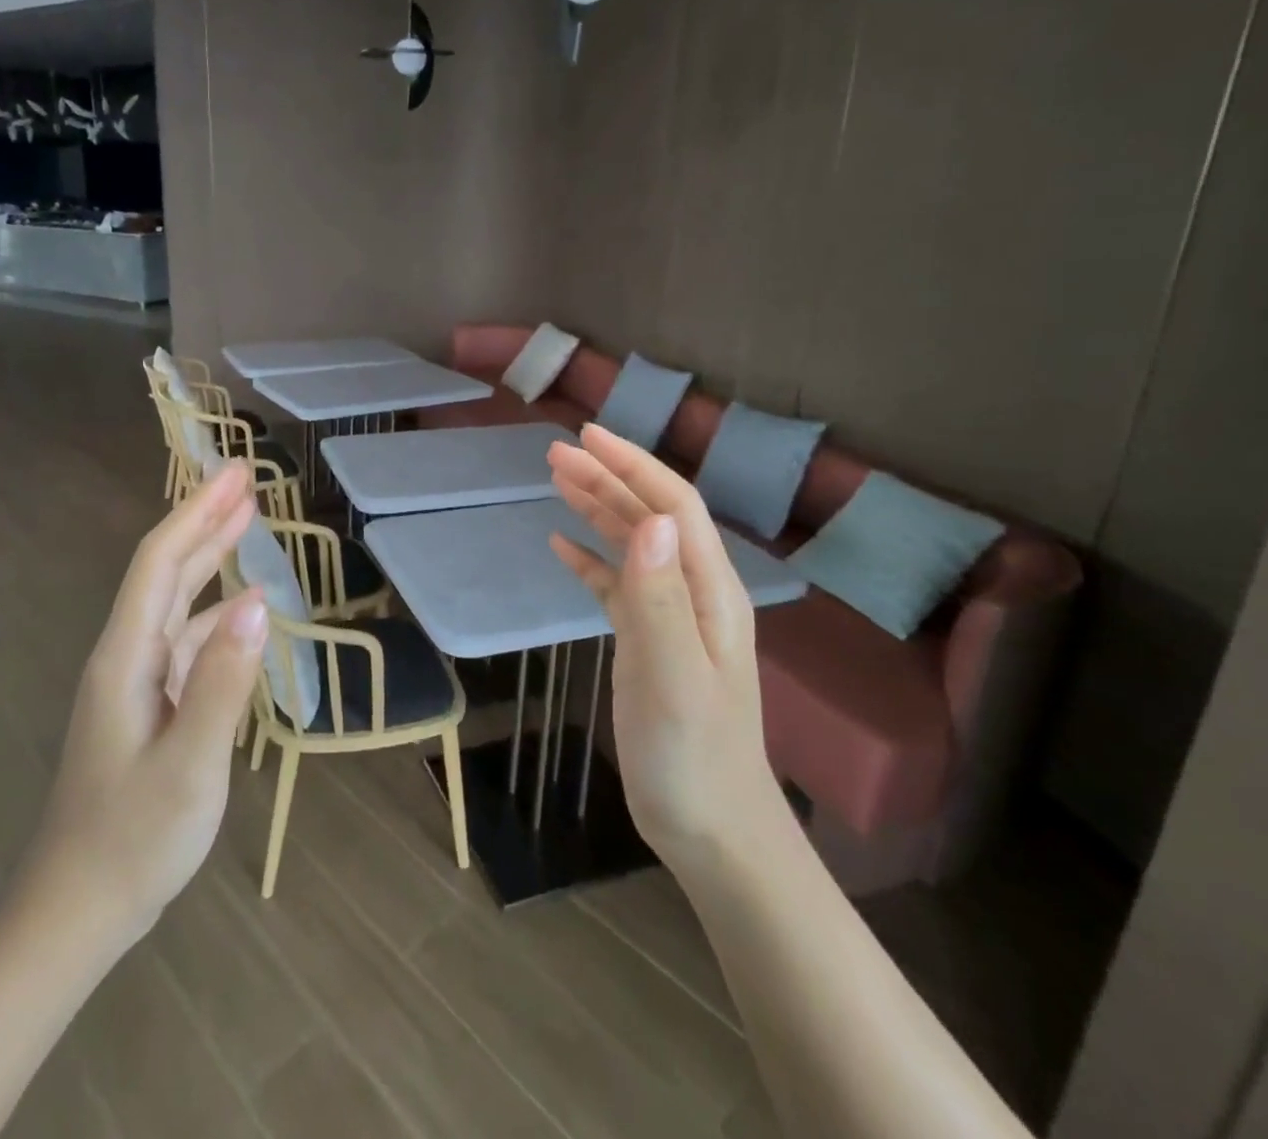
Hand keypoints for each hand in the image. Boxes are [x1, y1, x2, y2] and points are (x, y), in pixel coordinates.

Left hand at [18, 464, 269, 940]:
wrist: (78, 909)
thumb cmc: (132, 839)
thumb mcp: (189, 765)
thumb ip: (223, 682)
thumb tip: (258, 604)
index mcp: (126, 658)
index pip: (161, 563)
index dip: (197, 512)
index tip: (236, 474)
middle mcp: (126, 656)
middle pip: (166, 570)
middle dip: (204, 519)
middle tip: (245, 480)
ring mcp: (136, 681)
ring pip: (175, 600)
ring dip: (209, 557)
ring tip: (246, 522)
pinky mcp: (149, 704)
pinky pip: (185, 637)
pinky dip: (215, 609)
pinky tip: (242, 609)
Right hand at [548, 425, 788, 875]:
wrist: (712, 831)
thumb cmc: (693, 757)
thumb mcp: (674, 676)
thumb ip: (660, 598)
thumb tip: (648, 521)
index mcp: (709, 591)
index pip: (674, 506)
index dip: (633, 465)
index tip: (587, 435)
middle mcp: (694, 593)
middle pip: (651, 517)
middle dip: (607, 478)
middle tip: (555, 453)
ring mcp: (672, 619)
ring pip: (634, 546)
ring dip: (598, 509)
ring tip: (557, 480)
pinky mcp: (649, 644)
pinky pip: (619, 585)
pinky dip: (591, 560)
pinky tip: (561, 548)